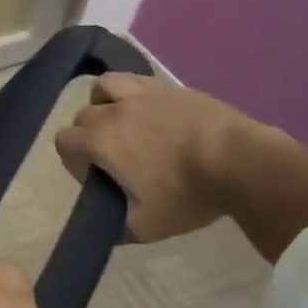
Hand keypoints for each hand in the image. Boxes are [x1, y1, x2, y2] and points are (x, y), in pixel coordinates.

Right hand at [54, 73, 274, 242]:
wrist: (244, 164)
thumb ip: (118, 227)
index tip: (96, 176)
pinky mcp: (170, 87)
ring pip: (104, 86)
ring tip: (122, 119)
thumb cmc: (189, 194)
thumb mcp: (148, 226)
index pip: (64, 141)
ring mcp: (142, 94)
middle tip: (114, 156)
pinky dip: (133, 92)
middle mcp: (112, 111)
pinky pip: (137, 80)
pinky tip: (150, 110)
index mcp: (100, 142)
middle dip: (90, 134)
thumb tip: (106, 228)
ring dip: (104, 101)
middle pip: (83, 115)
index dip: (73, 160)